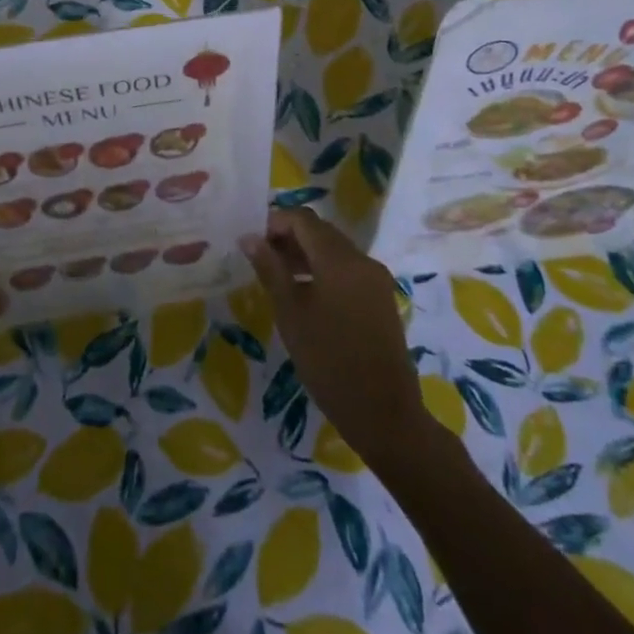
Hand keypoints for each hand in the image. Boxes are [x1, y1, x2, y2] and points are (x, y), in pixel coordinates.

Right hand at [239, 208, 431, 468]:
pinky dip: (323, 270)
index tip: (251, 242)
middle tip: (260, 258)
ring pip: (334, 250)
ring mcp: (375, 279)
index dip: (274, 222)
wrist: (384, 413)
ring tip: (276, 276)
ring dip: (305, 253)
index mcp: (340, 260)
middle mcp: (362, 260)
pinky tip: (304, 294)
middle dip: (288, 236)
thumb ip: (270, 270)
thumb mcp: (291, 314)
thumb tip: (249, 238)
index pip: (303, 219)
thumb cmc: (329, 363)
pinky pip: (347, 269)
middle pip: (320, 231)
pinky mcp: (380, 297)